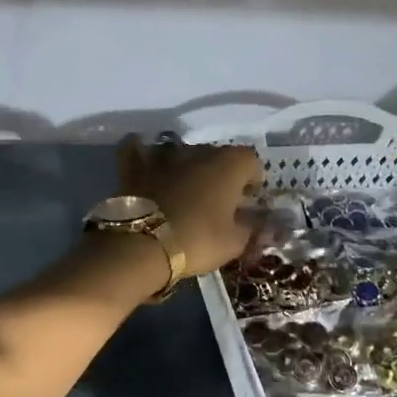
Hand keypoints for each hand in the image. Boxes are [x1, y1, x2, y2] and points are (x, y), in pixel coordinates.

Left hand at [118, 137, 262, 276]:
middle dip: (221, 173)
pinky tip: (143, 160)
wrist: (142, 245)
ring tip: (185, 188)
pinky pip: (136, 151)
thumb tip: (261, 227)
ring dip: (186, 165)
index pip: (250, 161)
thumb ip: (251, 230)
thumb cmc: (197, 240)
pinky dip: (141, 153)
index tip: (248, 199)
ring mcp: (164, 156)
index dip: (252, 179)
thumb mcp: (234, 243)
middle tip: (218, 200)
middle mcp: (198, 151)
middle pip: (216, 155)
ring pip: (181, 152)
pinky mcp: (135, 167)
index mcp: (228, 164)